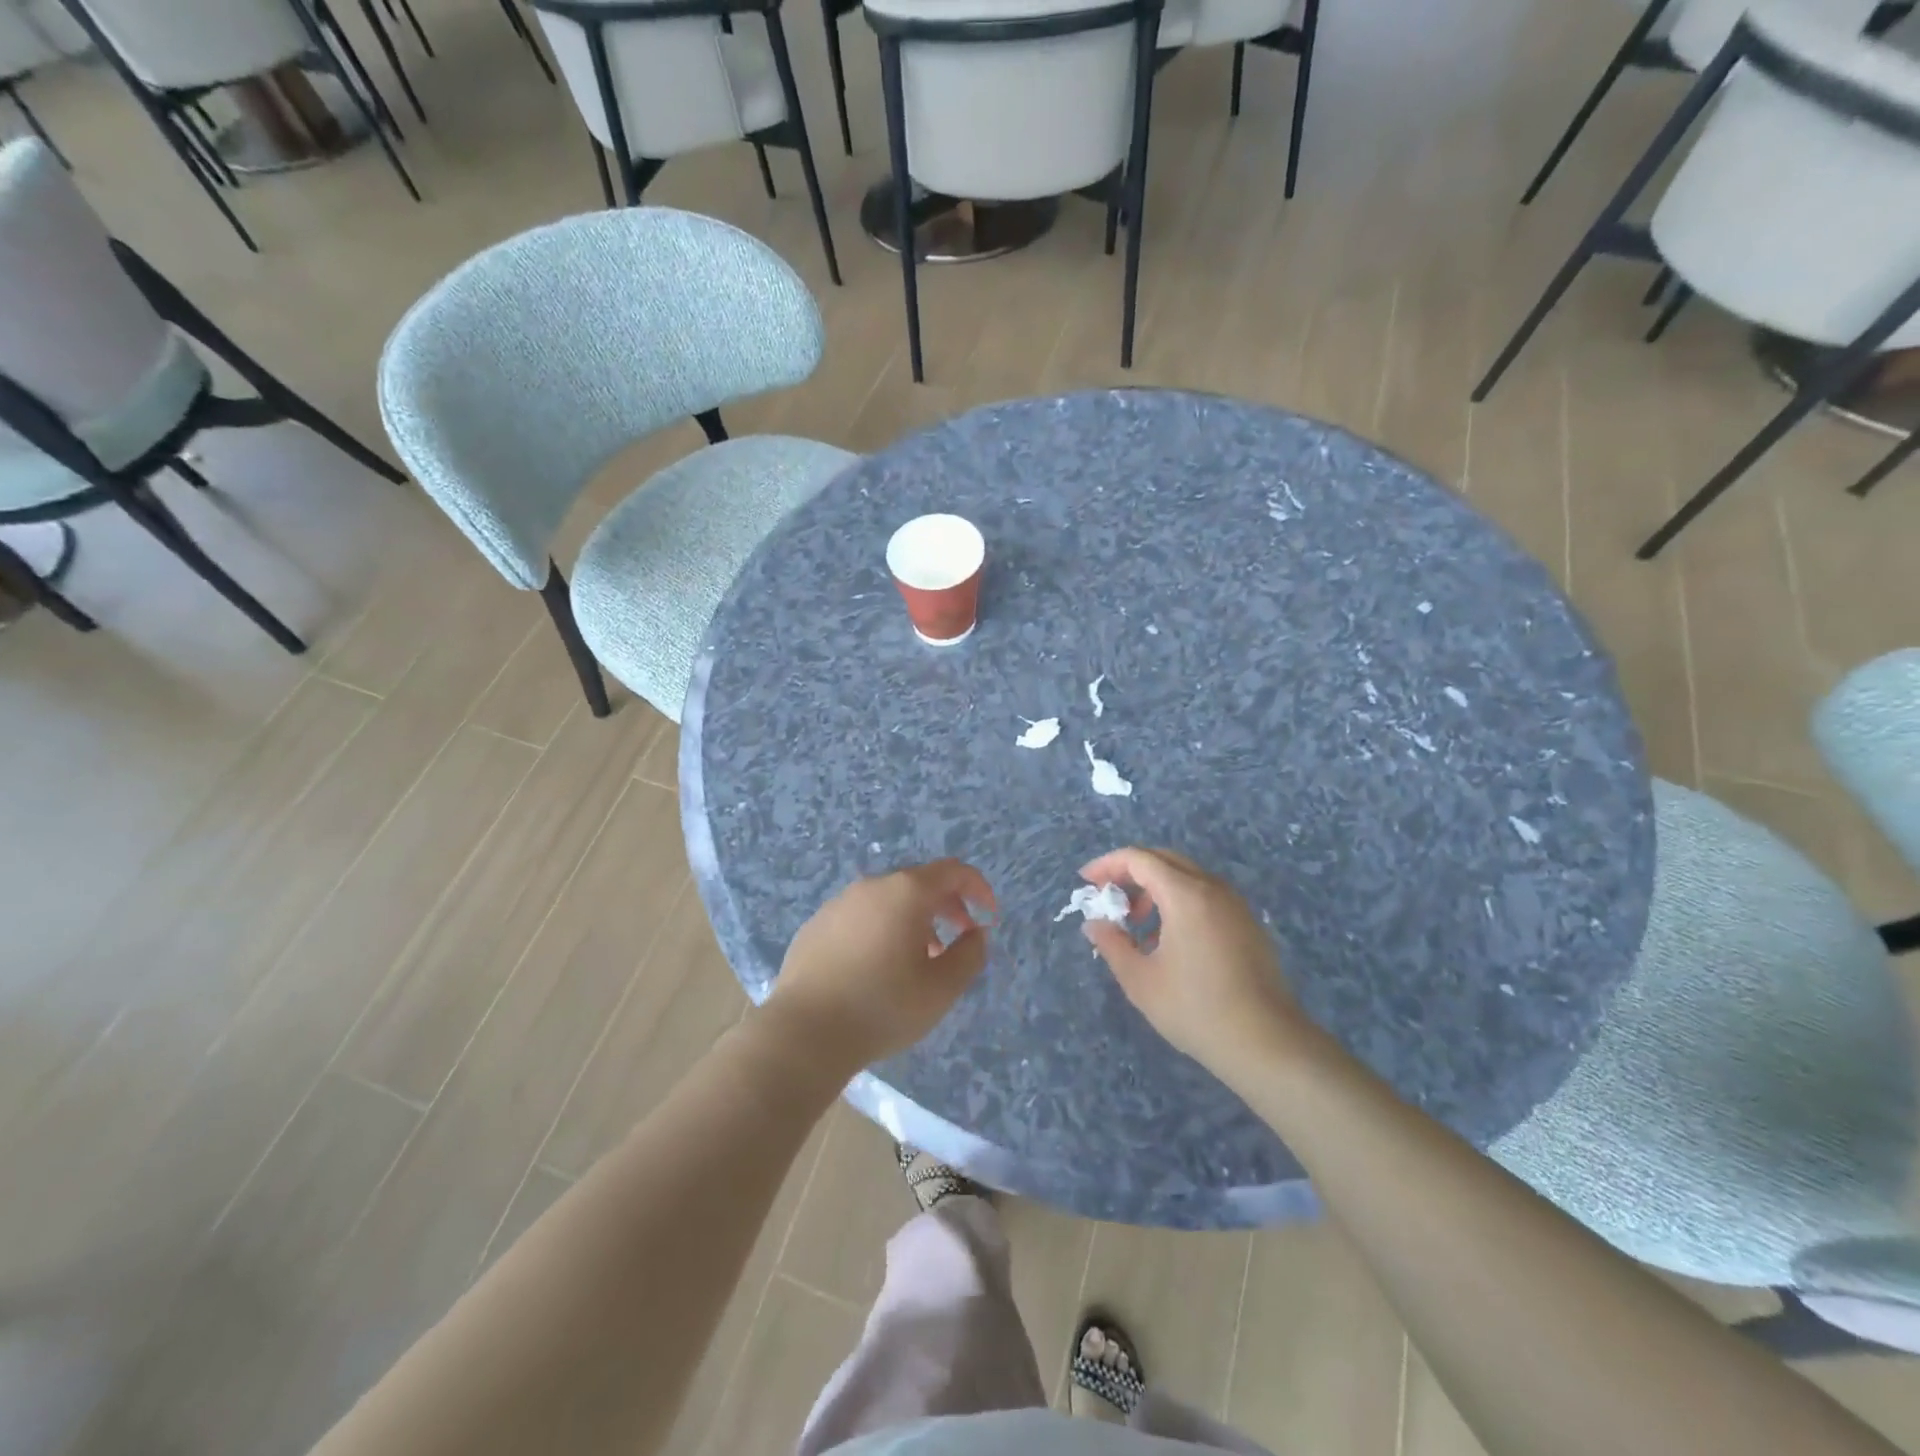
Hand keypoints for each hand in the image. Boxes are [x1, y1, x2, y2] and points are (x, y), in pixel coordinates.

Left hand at [761, 860, 995, 1076]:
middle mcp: (872, 886)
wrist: (804, 1032)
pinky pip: (860, 917)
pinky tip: (877, 968)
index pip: (953, 871)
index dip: (978, 888)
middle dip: (947, 906)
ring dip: (913, 920)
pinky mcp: (816, 925)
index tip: (989, 916)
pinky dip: (881, 930)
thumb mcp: (942, 988)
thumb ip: (970, 955)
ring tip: (920, 959)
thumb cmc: (882, 1007)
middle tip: (959, 938)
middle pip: (919, 883)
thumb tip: (976, 934)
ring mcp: (839, 903)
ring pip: (888, 900)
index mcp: (906, 892)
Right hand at [1077, 847, 1307, 1079]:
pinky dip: (1179, 903)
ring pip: (1186, 877)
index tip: (1086, 882)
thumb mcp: (1140, 980)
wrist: (1266, 1043)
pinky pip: (1205, 896)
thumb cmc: (1196, 1009)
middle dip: (1130, 873)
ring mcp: (1235, 905)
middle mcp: (1213, 888)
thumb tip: (1094, 923)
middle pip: (1164, 860)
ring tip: (1137, 927)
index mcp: (1186, 894)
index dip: (1107, 864)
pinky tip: (1169, 942)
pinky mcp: (1248, 924)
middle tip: (1109, 899)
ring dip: (1155, 889)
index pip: (1139, 859)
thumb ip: (1112, 944)